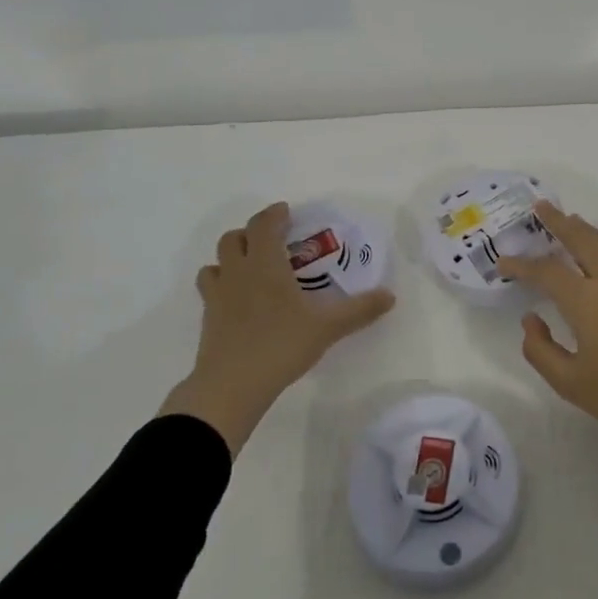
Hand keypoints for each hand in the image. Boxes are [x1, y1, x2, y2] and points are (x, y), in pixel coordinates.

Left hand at [162, 202, 395, 453]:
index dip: (274, 214)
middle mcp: (238, 271)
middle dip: (251, 233)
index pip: (264, 224)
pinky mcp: (207, 318)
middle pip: (233, 238)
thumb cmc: (281, 345)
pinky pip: (210, 289)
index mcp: (265, 264)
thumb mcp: (327, 327)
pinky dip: (221, 284)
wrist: (231, 386)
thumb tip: (390, 296)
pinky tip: (237, 300)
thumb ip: (359, 310)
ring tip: (251, 268)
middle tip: (272, 242)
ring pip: (216, 261)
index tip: (286, 212)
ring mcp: (217, 295)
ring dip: (231, 257)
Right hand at [498, 203, 597, 499]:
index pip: (546, 271)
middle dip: (558, 221)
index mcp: (586, 301)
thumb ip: (541, 349)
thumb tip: (530, 319)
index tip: (503, 262)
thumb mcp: (569, 383)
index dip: (522, 264)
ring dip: (585, 228)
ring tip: (571, 221)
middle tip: (541, 206)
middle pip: (581, 238)